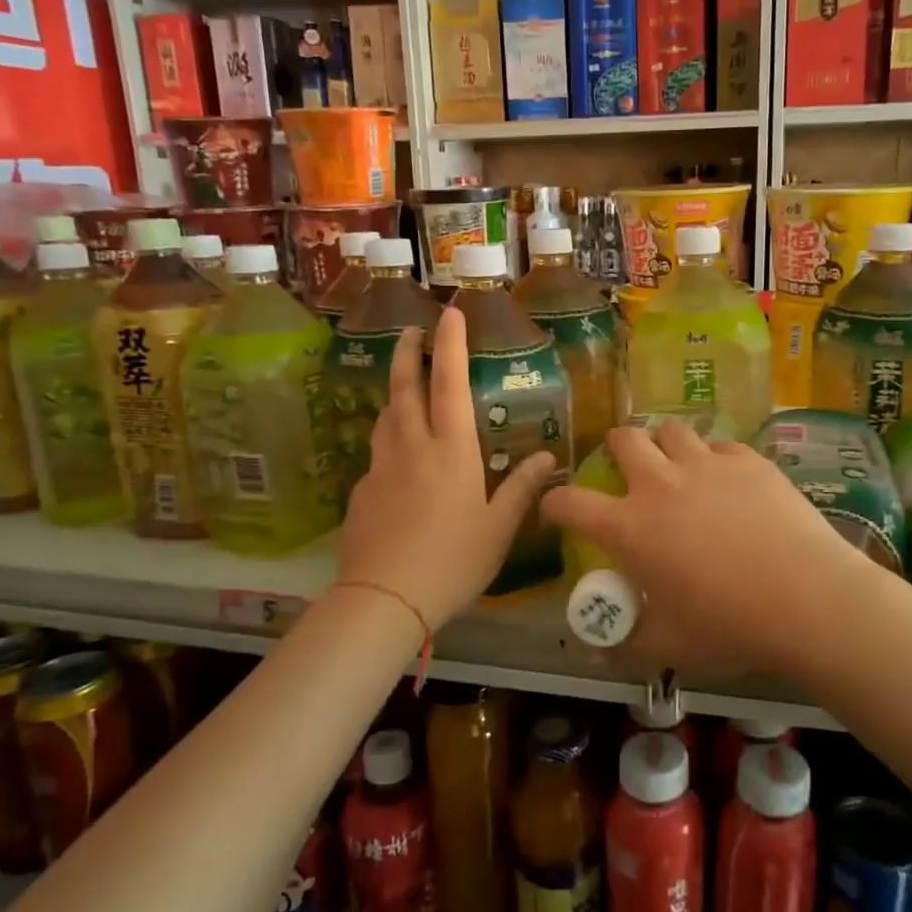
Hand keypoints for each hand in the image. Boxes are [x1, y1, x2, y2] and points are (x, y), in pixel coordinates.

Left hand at [337, 307, 554, 634]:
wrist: (384, 598)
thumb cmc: (453, 560)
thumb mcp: (498, 527)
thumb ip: (521, 488)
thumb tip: (549, 459)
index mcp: (451, 450)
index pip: (449, 383)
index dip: (450, 345)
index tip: (449, 314)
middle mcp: (412, 446)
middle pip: (404, 387)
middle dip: (407, 353)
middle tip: (410, 331)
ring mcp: (381, 467)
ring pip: (386, 416)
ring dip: (395, 392)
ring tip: (404, 386)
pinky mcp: (361, 491)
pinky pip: (377, 453)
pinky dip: (389, 440)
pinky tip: (397, 460)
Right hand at [540, 419, 862, 681]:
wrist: (807, 599)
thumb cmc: (729, 625)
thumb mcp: (669, 646)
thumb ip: (626, 645)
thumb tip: (598, 652)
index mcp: (630, 527)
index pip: (571, 503)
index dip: (555, 503)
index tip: (557, 509)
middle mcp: (661, 484)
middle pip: (623, 439)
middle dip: (616, 448)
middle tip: (626, 468)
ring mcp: (707, 465)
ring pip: (672, 430)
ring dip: (665, 443)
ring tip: (677, 464)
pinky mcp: (749, 461)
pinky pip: (721, 445)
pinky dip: (715, 458)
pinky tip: (729, 480)